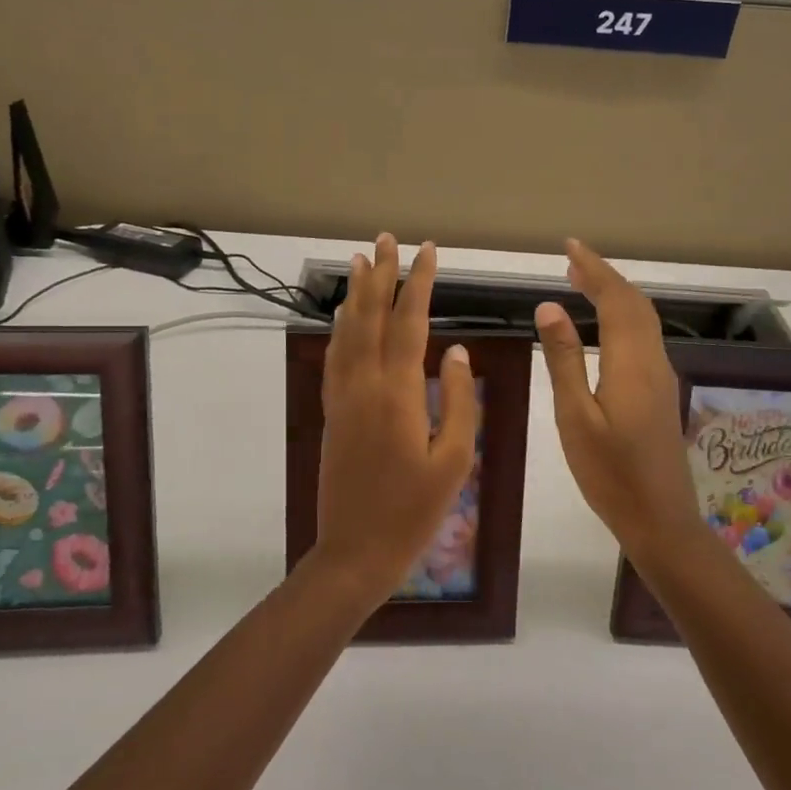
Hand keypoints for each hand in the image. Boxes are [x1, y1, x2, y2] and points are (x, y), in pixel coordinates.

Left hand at [311, 234, 478, 599]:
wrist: (355, 549)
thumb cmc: (414, 511)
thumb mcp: (454, 461)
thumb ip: (458, 402)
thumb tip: (457, 353)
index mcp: (398, 394)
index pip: (410, 323)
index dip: (419, 284)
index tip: (428, 251)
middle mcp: (364, 385)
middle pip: (372, 318)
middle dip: (382, 276)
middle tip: (388, 240)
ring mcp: (342, 398)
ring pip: (347, 333)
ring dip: (356, 295)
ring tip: (361, 261)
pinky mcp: (332, 413)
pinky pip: (334, 358)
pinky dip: (339, 330)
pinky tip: (343, 317)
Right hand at [535, 239, 701, 561]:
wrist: (660, 519)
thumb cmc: (609, 473)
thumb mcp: (575, 417)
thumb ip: (564, 360)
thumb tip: (550, 307)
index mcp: (632, 364)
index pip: (616, 300)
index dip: (594, 269)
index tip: (570, 247)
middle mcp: (653, 362)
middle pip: (636, 304)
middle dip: (605, 277)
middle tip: (572, 261)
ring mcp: (661, 378)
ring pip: (643, 321)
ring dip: (615, 296)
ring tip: (582, 283)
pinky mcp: (660, 393)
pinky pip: (643, 339)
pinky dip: (622, 318)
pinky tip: (603, 327)